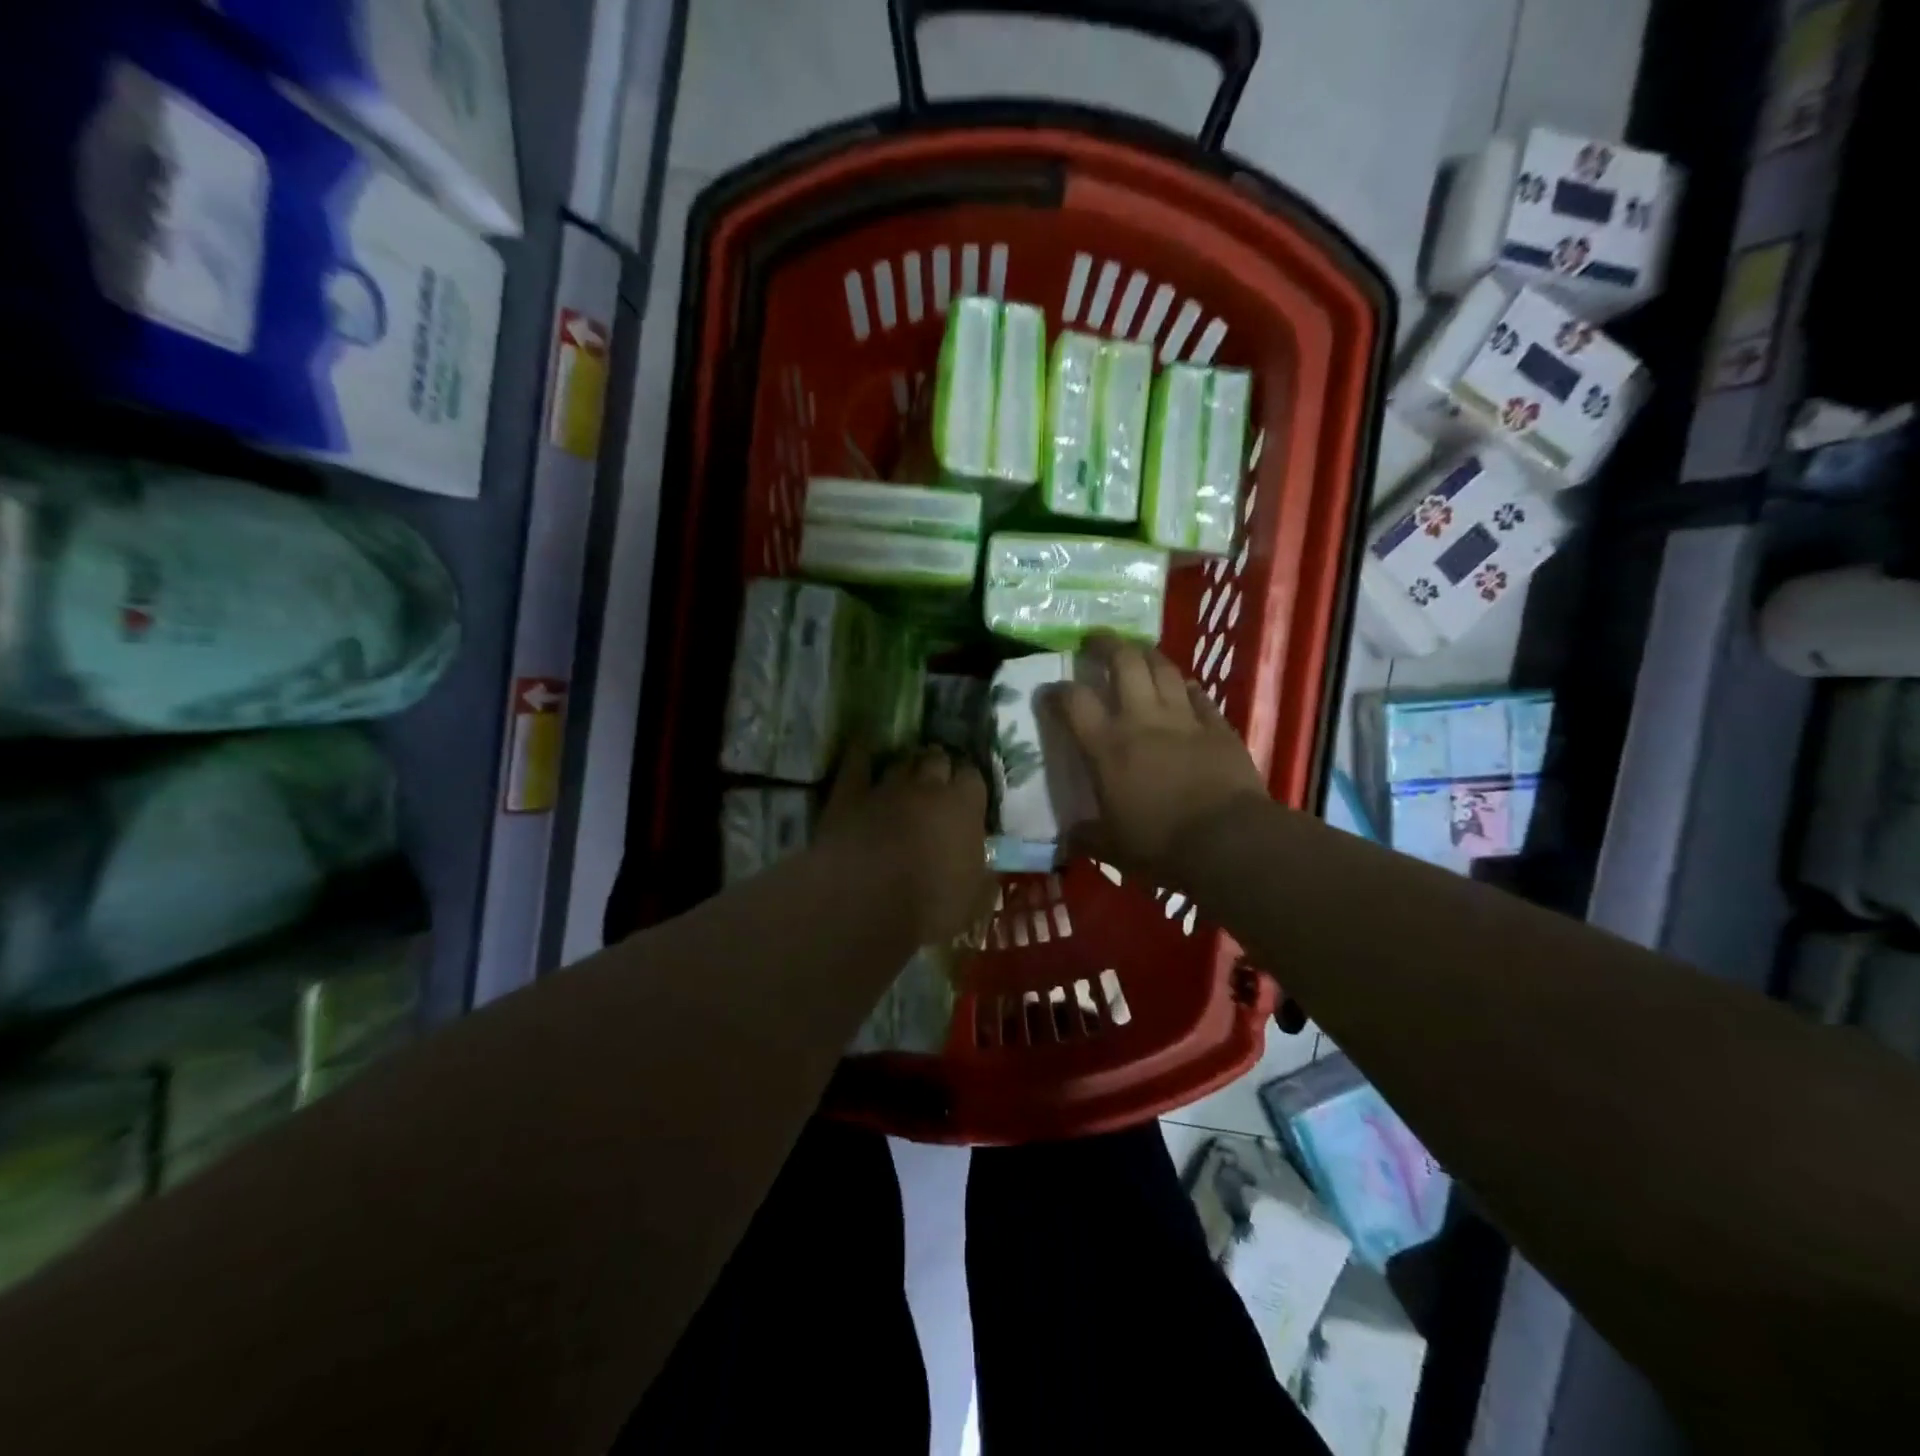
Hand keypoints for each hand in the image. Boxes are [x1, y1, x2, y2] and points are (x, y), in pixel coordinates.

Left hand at [819, 742, 991, 944]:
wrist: (867, 909)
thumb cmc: (930, 909)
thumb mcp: (974, 901)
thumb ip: (982, 871)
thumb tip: (983, 861)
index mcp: (964, 808)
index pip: (973, 777)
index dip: (968, 784)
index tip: (965, 797)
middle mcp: (927, 788)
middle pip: (937, 759)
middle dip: (938, 767)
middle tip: (935, 784)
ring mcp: (886, 787)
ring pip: (900, 761)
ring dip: (905, 765)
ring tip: (904, 774)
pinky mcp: (848, 795)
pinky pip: (856, 761)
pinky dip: (862, 752)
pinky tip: (864, 747)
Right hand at [1053, 635, 1267, 883]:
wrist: (1229, 842)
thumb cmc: (1161, 845)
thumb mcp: (1112, 848)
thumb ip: (1087, 837)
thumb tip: (1069, 838)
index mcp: (1107, 747)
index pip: (1074, 702)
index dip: (1057, 690)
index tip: (1050, 690)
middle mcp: (1142, 720)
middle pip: (1123, 662)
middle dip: (1106, 645)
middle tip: (1095, 642)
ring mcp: (1184, 718)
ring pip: (1163, 668)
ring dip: (1146, 654)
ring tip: (1136, 651)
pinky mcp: (1217, 727)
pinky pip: (1198, 695)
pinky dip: (1186, 687)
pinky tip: (1182, 687)